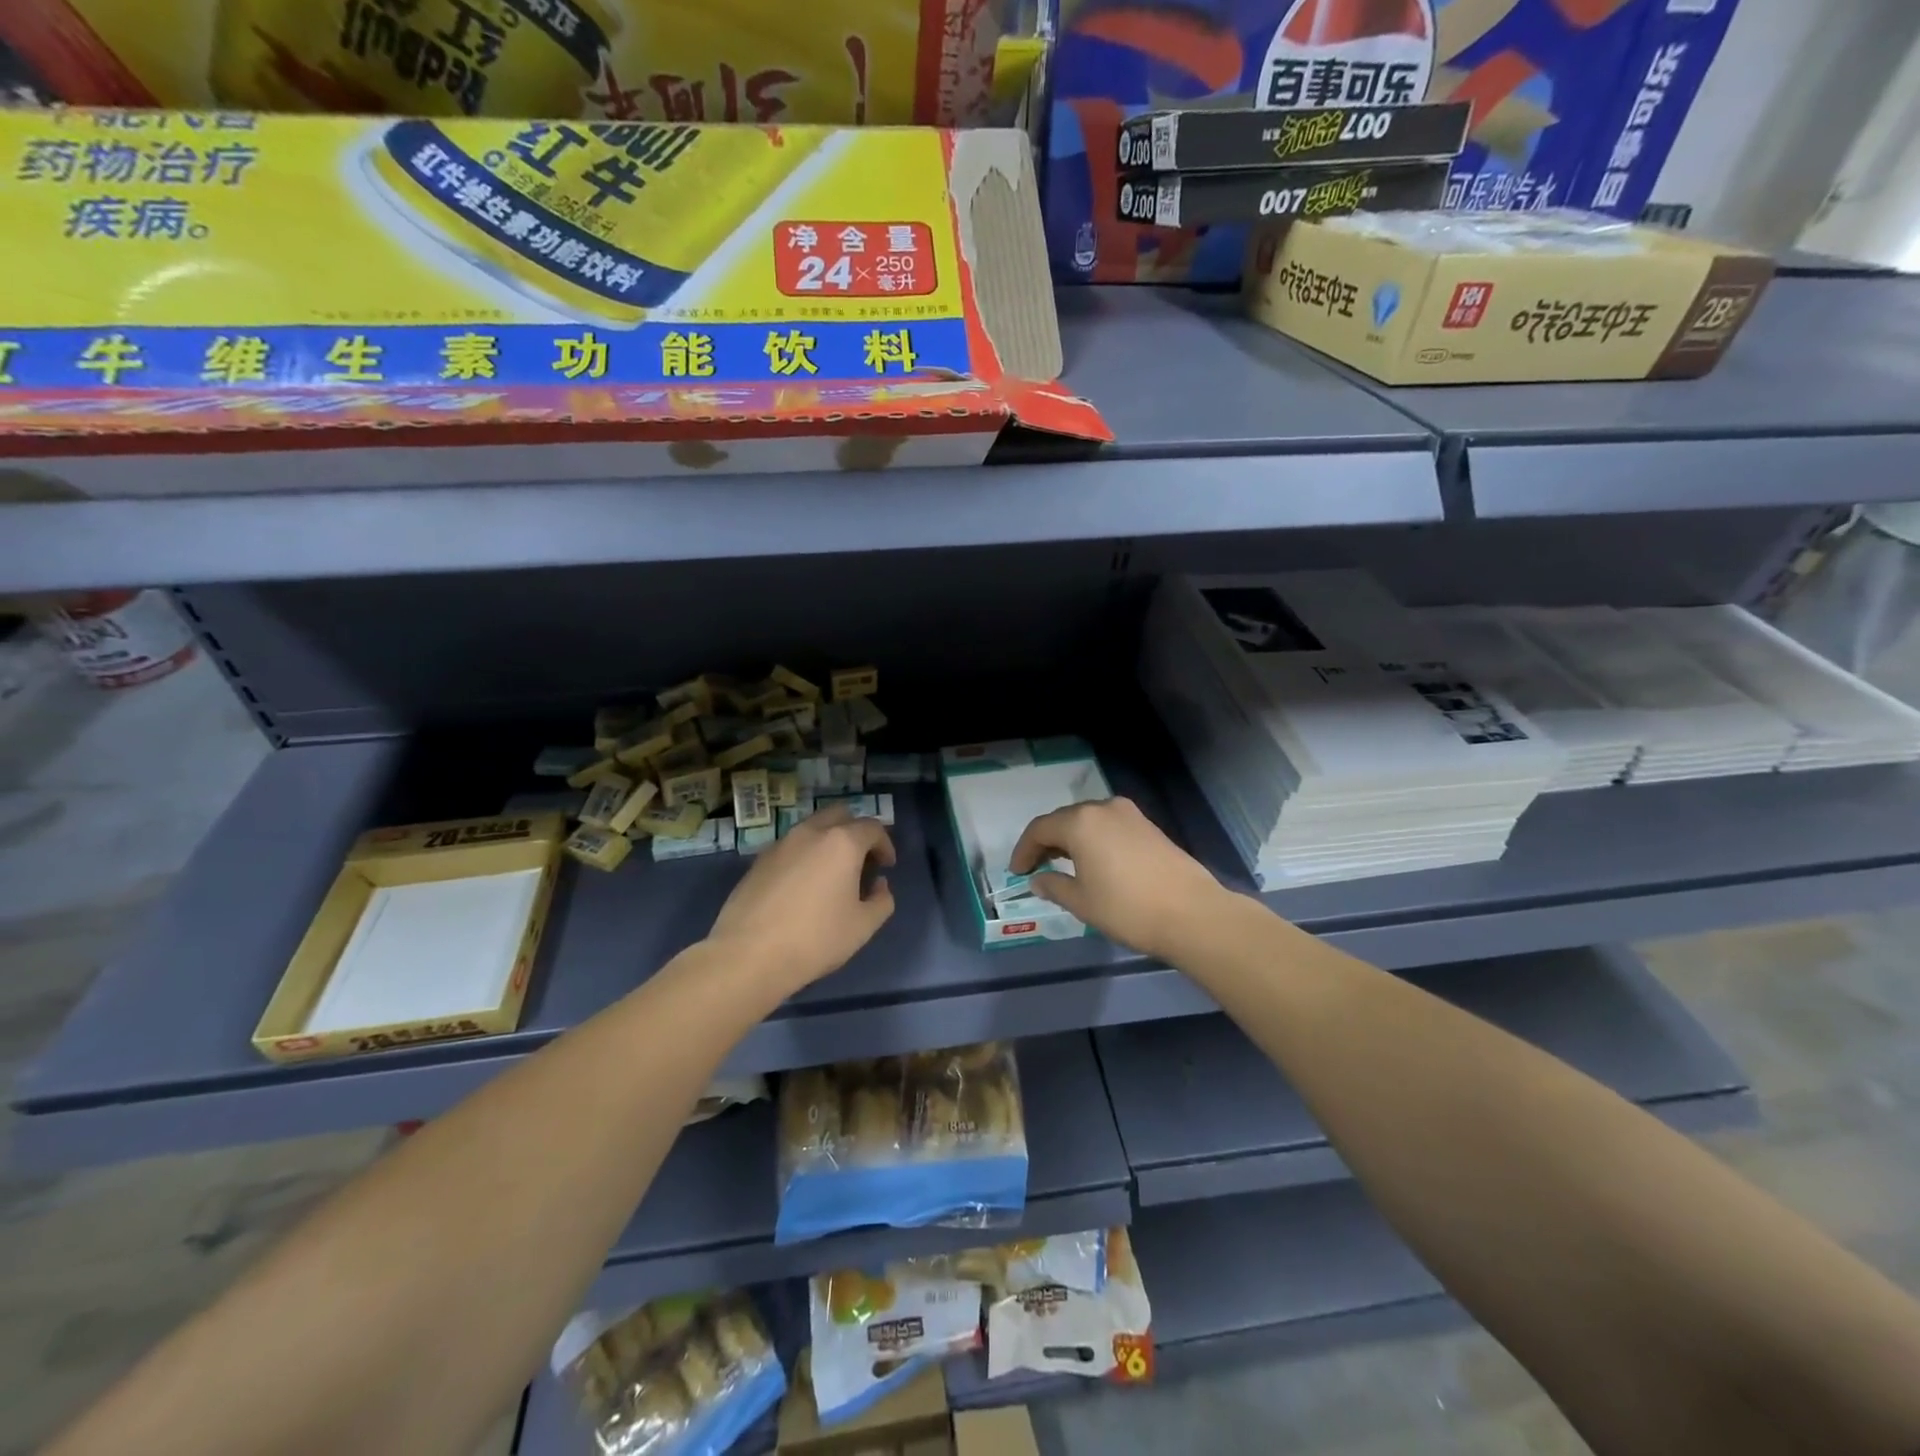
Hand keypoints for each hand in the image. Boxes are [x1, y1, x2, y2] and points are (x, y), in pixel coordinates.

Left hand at [706, 805, 896, 991]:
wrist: (748, 955)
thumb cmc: (815, 939)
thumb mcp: (863, 926)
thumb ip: (882, 900)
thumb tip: (878, 885)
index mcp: (842, 843)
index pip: (872, 828)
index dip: (885, 845)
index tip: (887, 867)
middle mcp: (811, 833)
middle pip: (841, 815)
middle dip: (856, 832)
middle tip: (861, 861)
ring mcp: (781, 844)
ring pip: (812, 828)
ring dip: (828, 841)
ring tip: (831, 874)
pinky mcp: (758, 860)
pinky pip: (791, 846)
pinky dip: (805, 855)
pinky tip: (802, 886)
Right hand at [1009, 796, 1226, 960]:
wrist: (1192, 914)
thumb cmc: (1127, 909)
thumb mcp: (1081, 902)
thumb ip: (1054, 886)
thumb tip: (1038, 879)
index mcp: (1080, 822)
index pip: (1039, 829)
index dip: (1024, 850)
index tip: (1017, 872)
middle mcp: (1103, 808)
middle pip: (1064, 819)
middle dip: (1046, 841)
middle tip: (1036, 866)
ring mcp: (1129, 814)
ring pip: (1088, 820)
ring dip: (1071, 839)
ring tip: (1062, 864)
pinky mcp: (1148, 826)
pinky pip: (1109, 826)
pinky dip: (1093, 839)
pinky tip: (1094, 862)